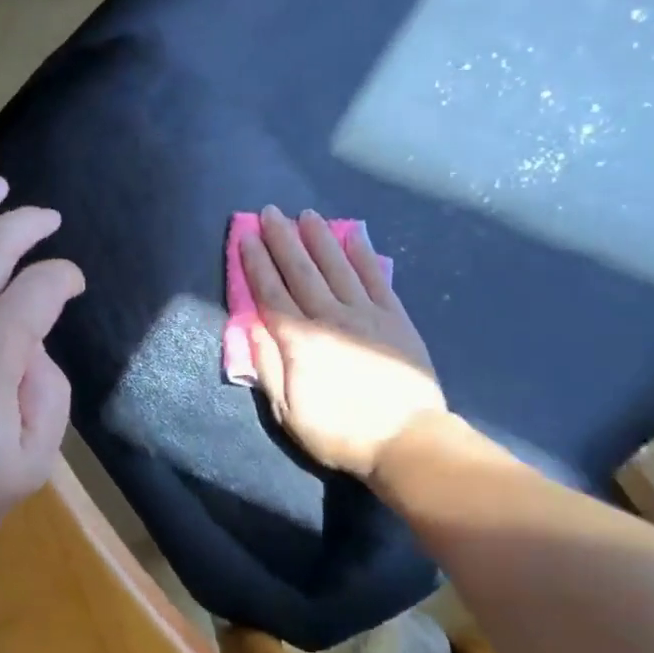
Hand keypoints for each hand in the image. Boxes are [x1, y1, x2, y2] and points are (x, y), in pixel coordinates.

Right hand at [239, 206, 444, 479]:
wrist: (408, 440)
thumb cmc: (340, 432)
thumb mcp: (289, 412)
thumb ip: (268, 366)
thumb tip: (250, 325)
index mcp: (300, 341)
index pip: (271, 292)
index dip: (256, 262)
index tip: (245, 235)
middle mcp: (330, 317)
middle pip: (301, 270)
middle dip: (282, 239)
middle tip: (270, 212)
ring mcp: (366, 314)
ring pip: (336, 266)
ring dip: (319, 237)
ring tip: (306, 214)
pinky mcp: (395, 318)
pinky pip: (376, 277)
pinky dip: (363, 253)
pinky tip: (354, 234)